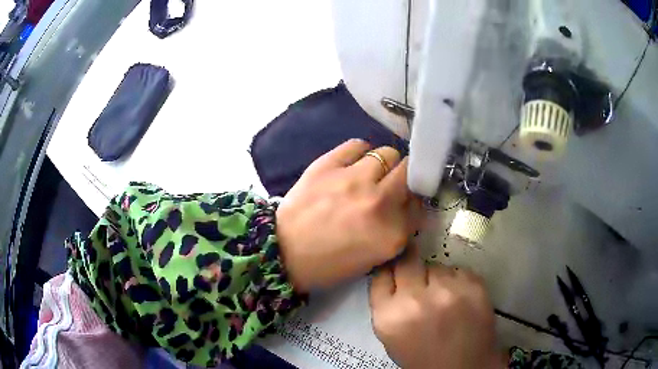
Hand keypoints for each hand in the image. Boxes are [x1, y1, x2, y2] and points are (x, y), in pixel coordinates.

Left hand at [276, 139, 422, 292]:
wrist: (284, 253)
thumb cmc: (329, 263)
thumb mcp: (375, 257)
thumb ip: (398, 230)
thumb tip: (408, 203)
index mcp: (392, 233)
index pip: (420, 203)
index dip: (413, 199)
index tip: (406, 199)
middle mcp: (379, 203)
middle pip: (409, 171)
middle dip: (405, 176)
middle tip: (392, 183)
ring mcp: (353, 180)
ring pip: (388, 153)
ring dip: (384, 163)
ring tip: (370, 173)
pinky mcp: (328, 165)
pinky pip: (357, 145)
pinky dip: (360, 152)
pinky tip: (353, 163)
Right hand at [369, 246, 502, 368]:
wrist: (463, 367)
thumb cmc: (422, 356)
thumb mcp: (391, 336)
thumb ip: (386, 305)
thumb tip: (390, 274)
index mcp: (389, 316)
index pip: (381, 274)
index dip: (390, 271)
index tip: (396, 271)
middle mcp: (415, 300)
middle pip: (407, 262)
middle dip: (411, 268)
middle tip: (420, 280)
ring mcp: (447, 291)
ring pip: (436, 266)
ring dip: (437, 278)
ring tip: (444, 298)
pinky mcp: (473, 285)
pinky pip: (459, 270)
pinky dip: (457, 281)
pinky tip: (460, 299)